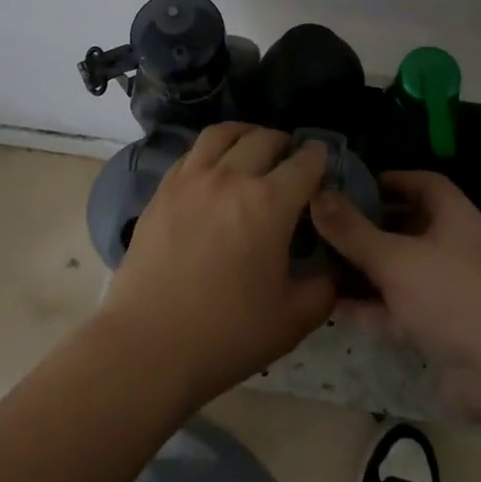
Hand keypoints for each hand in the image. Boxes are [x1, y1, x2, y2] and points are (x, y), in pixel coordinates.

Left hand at [98, 123, 337, 409]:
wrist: (147, 346)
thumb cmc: (226, 335)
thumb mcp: (292, 320)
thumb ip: (324, 288)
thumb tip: (333, 268)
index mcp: (269, 203)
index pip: (304, 163)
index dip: (319, 158)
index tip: (323, 162)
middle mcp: (231, 178)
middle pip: (264, 139)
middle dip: (285, 144)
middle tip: (291, 159)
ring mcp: (191, 180)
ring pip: (222, 134)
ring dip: (246, 134)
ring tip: (252, 147)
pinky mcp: (162, 191)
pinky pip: (192, 153)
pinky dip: (212, 151)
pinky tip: (214, 170)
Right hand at [310, 170, 480, 420]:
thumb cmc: (453, 295)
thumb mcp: (395, 257)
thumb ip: (353, 231)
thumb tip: (318, 195)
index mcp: (453, 216)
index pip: (422, 184)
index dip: (389, 180)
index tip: (351, 183)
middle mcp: (451, 248)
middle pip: (405, 228)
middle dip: (367, 226)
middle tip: (324, 224)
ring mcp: (445, 291)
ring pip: (397, 271)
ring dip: (363, 268)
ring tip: (318, 261)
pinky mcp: (438, 329)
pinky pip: (396, 309)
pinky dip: (368, 306)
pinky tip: (331, 304)